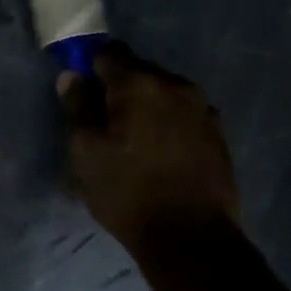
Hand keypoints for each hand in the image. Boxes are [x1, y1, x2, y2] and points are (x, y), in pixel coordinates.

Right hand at [59, 43, 240, 250]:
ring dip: (147, 106)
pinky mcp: (218, 134)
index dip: (91, 66)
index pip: (109, 52)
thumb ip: (77, 107)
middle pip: (139, 71)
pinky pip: (184, 115)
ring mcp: (203, 109)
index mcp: (139, 83)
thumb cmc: (128, 191)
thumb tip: (72, 75)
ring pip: (164, 93)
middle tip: (104, 120)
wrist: (192, 238)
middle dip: (120, 88)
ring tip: (134, 140)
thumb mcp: (86, 151)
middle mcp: (175, 85)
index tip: (82, 89)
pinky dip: (168, 123)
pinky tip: (160, 152)